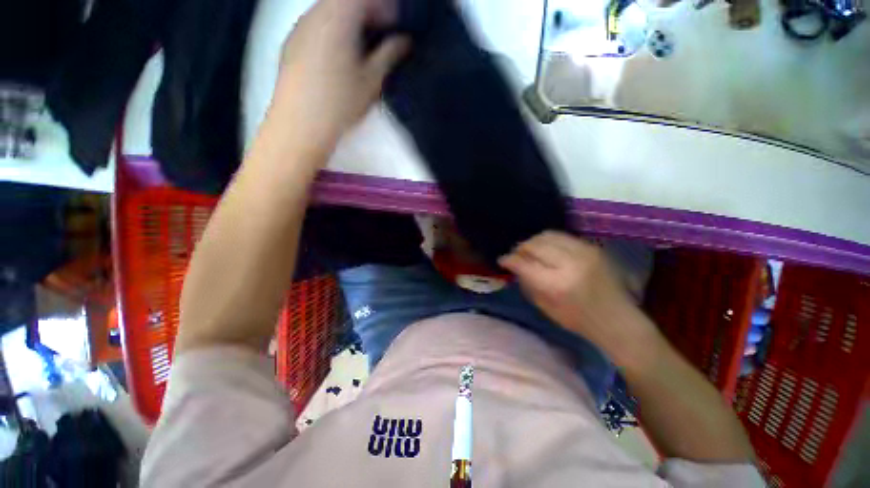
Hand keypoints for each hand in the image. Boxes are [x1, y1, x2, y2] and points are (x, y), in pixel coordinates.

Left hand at [272, 0, 409, 157]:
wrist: (300, 124)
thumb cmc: (340, 102)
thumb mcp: (372, 80)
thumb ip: (389, 54)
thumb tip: (404, 40)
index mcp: (338, 17)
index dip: (385, 7)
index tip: (397, 24)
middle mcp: (315, 14)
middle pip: (345, 0)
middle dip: (368, 12)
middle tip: (382, 35)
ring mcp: (299, 27)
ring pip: (329, 12)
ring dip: (350, 22)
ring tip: (363, 47)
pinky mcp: (290, 43)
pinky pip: (316, 25)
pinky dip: (333, 31)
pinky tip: (340, 56)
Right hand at [499, 231, 657, 362]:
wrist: (618, 320)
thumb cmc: (578, 320)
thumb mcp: (545, 307)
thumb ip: (527, 283)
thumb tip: (515, 266)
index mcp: (556, 284)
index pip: (523, 263)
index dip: (509, 259)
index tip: (502, 260)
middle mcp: (570, 263)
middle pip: (535, 244)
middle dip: (520, 248)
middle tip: (515, 254)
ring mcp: (584, 252)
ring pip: (548, 235)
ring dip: (534, 241)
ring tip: (530, 250)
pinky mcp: (592, 248)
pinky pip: (563, 237)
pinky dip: (549, 241)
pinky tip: (547, 250)